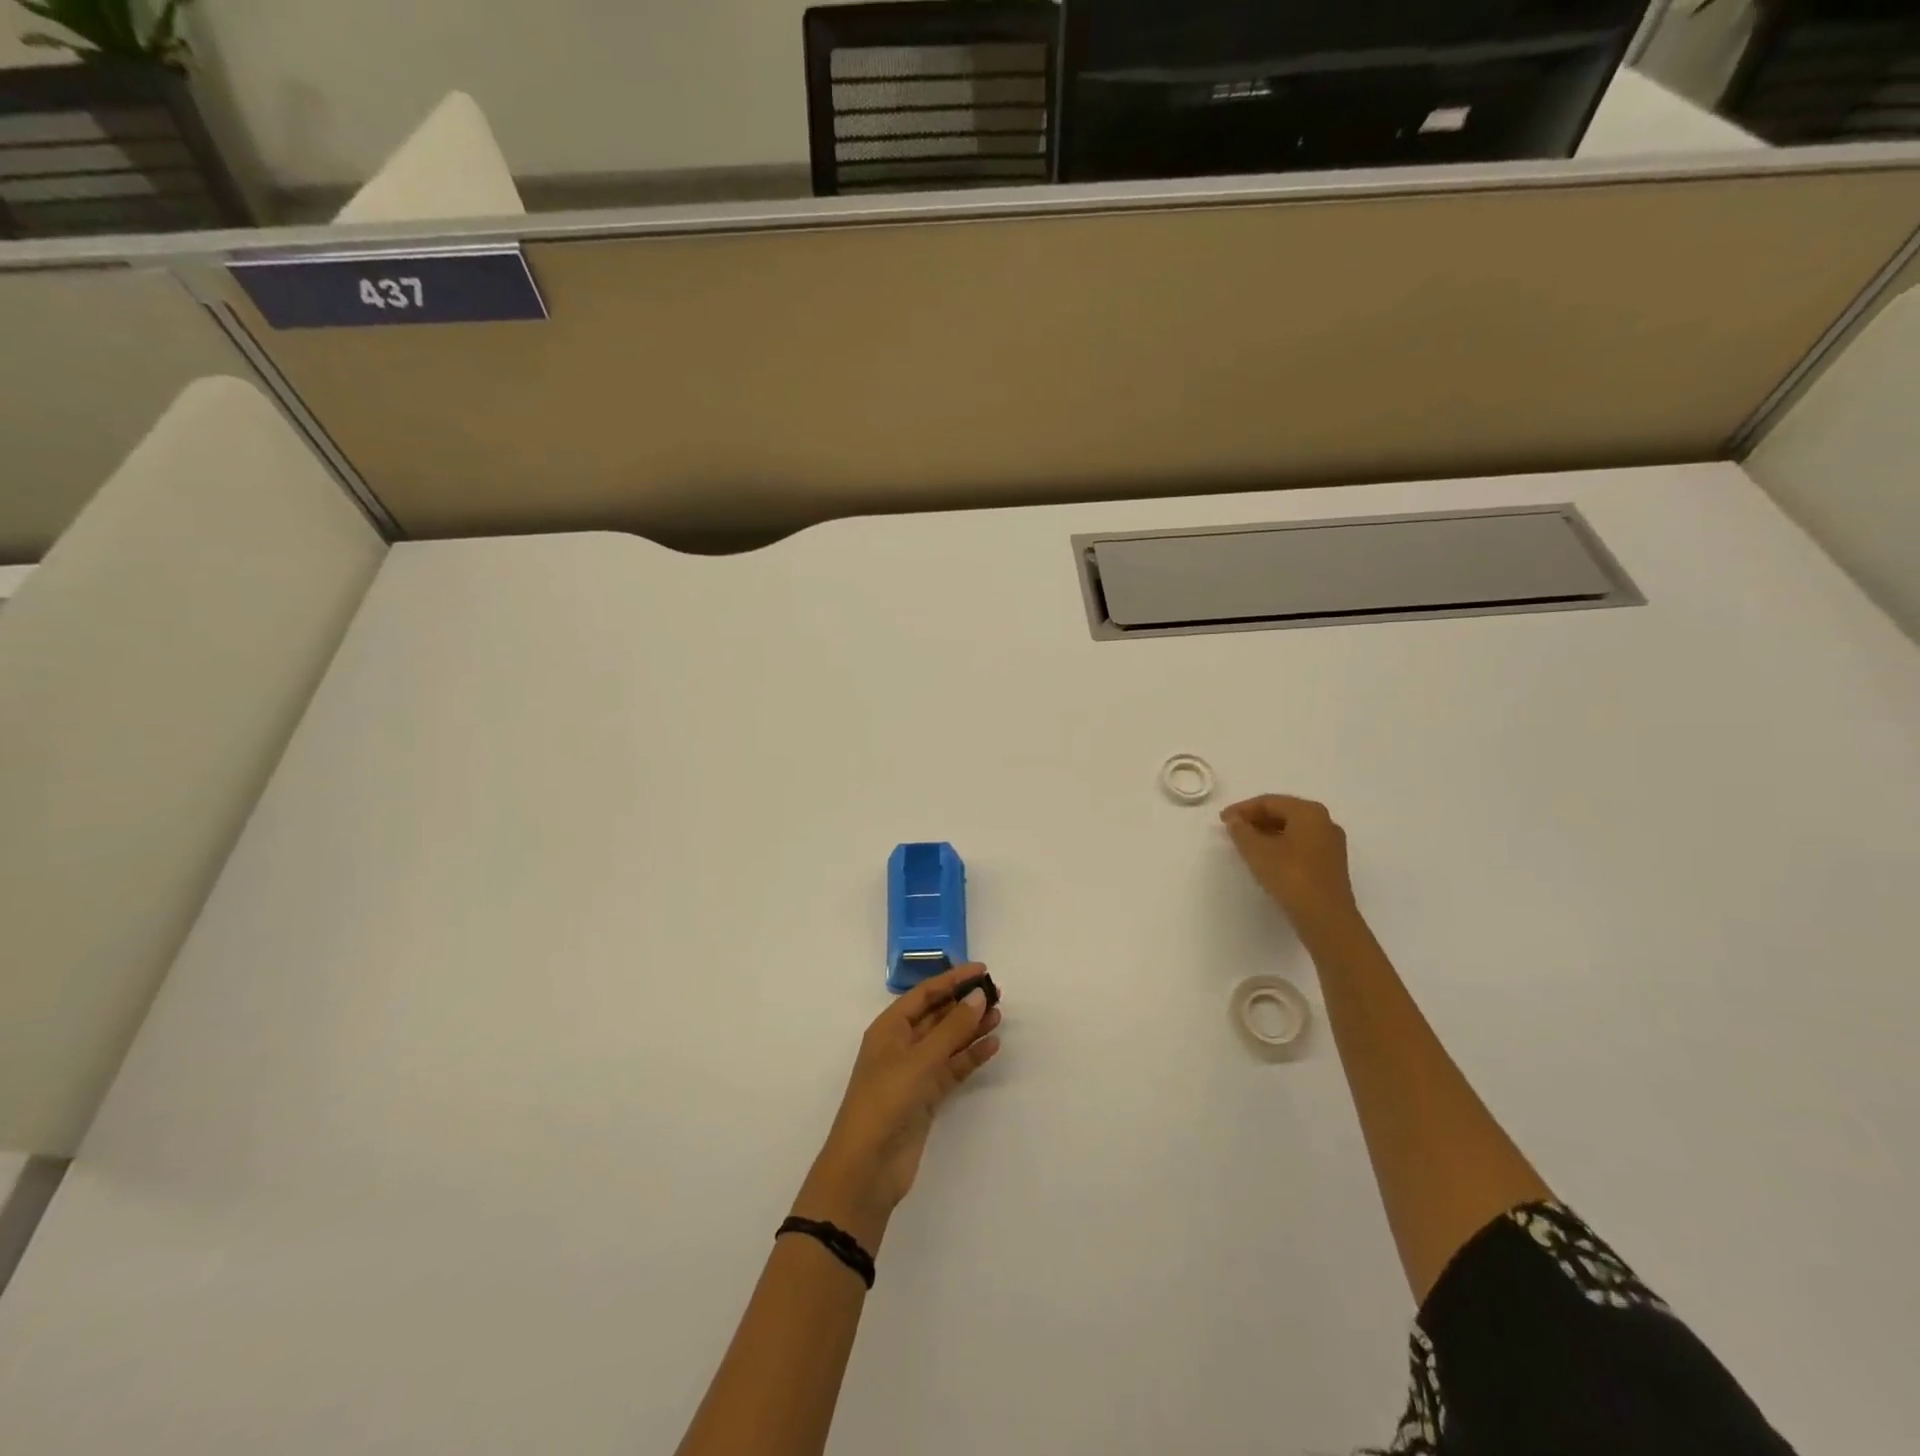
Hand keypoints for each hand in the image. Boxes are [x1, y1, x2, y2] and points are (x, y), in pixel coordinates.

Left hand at [793, 964, 1001, 1251]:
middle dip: (964, 1003)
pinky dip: (970, 1056)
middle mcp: (901, 1045)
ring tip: (1000, 1016)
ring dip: (971, 1028)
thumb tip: (979, 996)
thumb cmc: (886, 1100)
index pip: (925, 994)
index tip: (982, 969)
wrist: (867, 1166)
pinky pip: (952, 1068)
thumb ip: (952, 1027)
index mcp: (889, 1028)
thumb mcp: (920, 1059)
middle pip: (937, 1015)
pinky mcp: (926, 1097)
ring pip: (947, 1041)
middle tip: (998, 993)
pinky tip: (992, 1046)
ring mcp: (914, 1072)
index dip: (952, 979)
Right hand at [1220, 794, 1358, 933]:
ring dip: (1267, 832)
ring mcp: (1331, 843)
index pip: (1269, 801)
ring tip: (1246, 843)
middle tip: (1233, 829)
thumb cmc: (1290, 876)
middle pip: (1284, 812)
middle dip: (1256, 818)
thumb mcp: (1257, 851)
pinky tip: (1267, 858)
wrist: (1326, 918)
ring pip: (1293, 829)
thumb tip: (1235, 821)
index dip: (1242, 808)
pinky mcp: (1331, 864)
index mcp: (1309, 812)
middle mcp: (1324, 822)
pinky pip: (1301, 844)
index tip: (1222, 820)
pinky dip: (1281, 845)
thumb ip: (1241, 831)